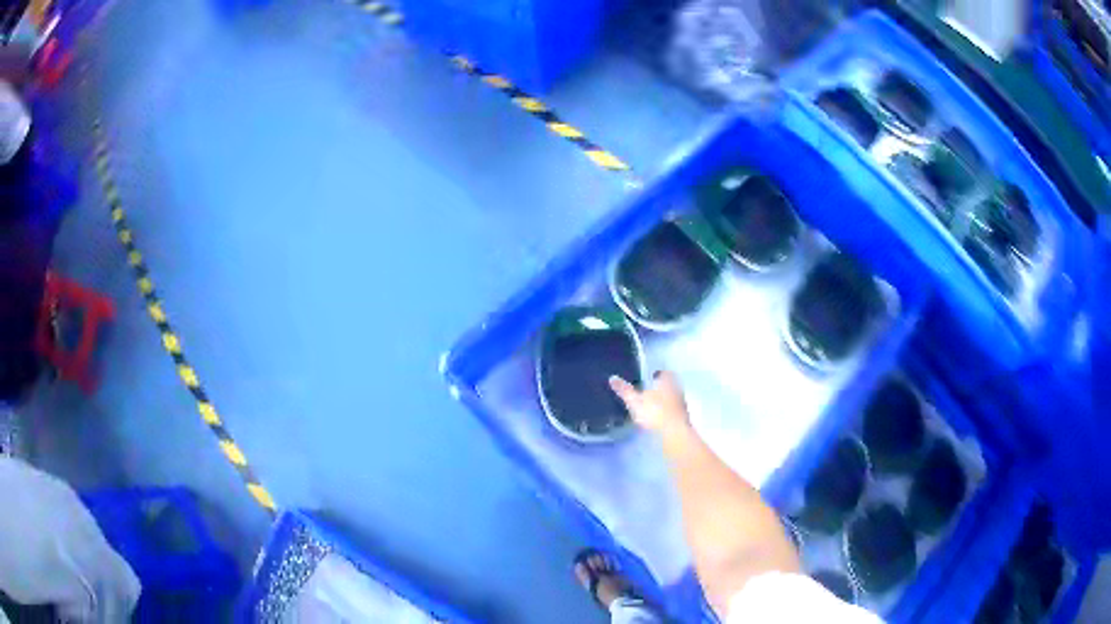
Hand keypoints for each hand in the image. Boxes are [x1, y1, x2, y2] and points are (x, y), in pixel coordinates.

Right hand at [609, 371, 691, 437]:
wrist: (675, 433)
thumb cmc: (655, 412)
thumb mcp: (634, 401)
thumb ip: (624, 390)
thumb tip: (612, 378)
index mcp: (667, 382)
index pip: (665, 374)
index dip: (659, 375)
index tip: (653, 377)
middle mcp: (677, 390)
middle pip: (670, 386)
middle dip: (662, 388)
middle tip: (651, 392)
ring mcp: (682, 405)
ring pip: (674, 399)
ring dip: (666, 402)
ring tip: (654, 407)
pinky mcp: (684, 419)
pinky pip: (675, 412)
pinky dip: (668, 414)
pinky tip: (660, 420)